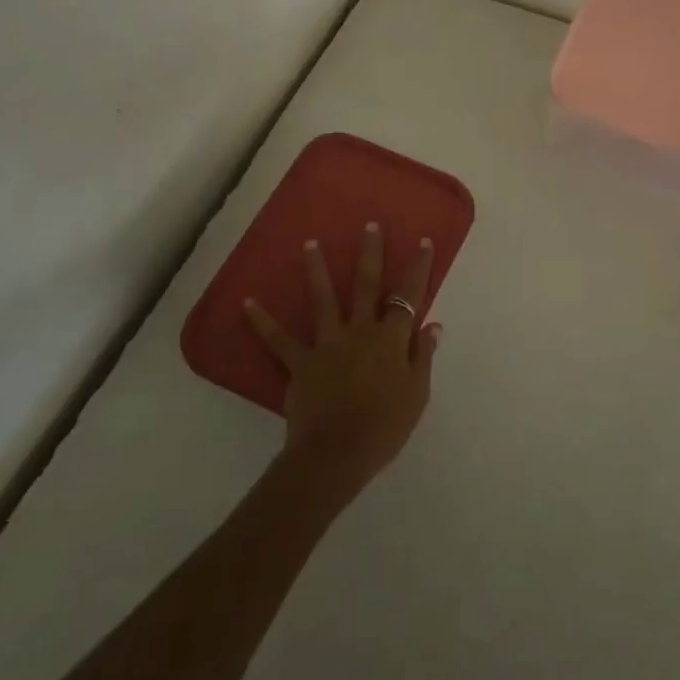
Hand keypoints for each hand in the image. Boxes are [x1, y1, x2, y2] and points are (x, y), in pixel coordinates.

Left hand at [244, 223, 440, 501]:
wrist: (338, 453)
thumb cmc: (385, 427)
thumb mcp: (417, 394)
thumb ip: (422, 356)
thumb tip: (432, 324)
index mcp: (391, 339)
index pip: (409, 297)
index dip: (418, 269)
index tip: (423, 242)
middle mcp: (360, 331)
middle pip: (367, 285)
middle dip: (370, 253)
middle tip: (369, 225)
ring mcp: (328, 343)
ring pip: (323, 299)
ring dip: (316, 269)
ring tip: (309, 243)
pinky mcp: (300, 362)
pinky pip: (278, 339)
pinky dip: (262, 321)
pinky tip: (247, 301)